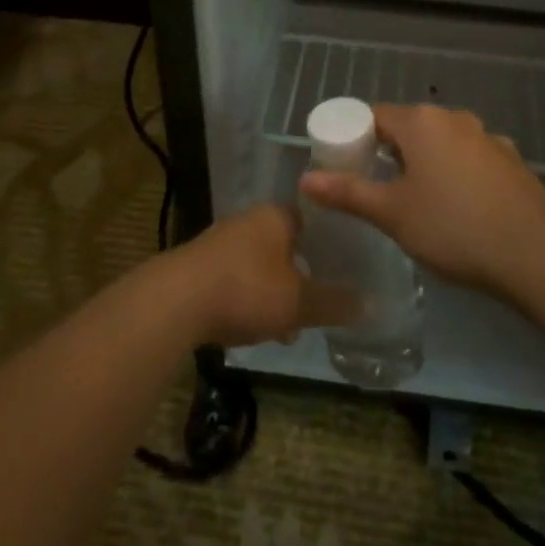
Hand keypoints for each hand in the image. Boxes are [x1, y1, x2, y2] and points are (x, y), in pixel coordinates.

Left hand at [172, 204, 356, 348]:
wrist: (174, 302)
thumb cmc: (246, 289)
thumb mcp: (298, 301)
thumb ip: (334, 303)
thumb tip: (371, 304)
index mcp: (276, 216)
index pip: (314, 220)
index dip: (331, 243)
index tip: (346, 267)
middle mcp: (248, 220)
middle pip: (288, 245)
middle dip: (303, 275)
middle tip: (319, 303)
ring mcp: (221, 242)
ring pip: (262, 265)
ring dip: (276, 292)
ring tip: (289, 328)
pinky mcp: (200, 266)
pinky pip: (238, 279)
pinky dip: (250, 299)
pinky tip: (254, 329)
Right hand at [298, 104, 544, 296]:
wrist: (532, 252)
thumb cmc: (451, 227)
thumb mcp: (392, 213)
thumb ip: (348, 192)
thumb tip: (306, 179)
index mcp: (422, 122)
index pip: (375, 115)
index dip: (356, 137)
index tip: (348, 165)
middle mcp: (455, 118)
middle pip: (410, 127)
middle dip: (390, 152)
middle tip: (378, 189)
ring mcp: (488, 137)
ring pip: (443, 143)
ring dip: (427, 162)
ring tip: (419, 201)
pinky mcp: (512, 161)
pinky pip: (472, 159)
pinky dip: (458, 174)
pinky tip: (460, 207)